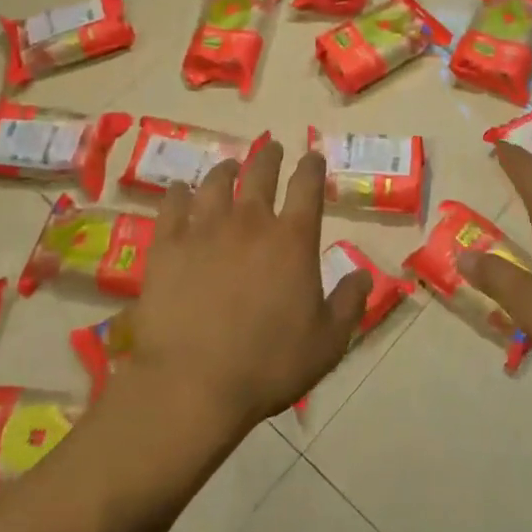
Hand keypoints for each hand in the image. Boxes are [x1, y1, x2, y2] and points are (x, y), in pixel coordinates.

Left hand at [116, 137, 372, 438]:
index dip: (312, 167)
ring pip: (215, 182)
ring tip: (228, 166)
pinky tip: (179, 191)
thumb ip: (349, 304)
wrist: (193, 383)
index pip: (307, 187)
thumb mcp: (328, 343)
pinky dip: (178, 194)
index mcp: (292, 240)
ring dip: (226, 169)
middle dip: (269, 156)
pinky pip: (172, 206)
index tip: (312, 157)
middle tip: (272, 148)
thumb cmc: (268, 365)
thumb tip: (365, 275)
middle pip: (260, 173)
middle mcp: (250, 222)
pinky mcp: (166, 246)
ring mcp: (204, 230)